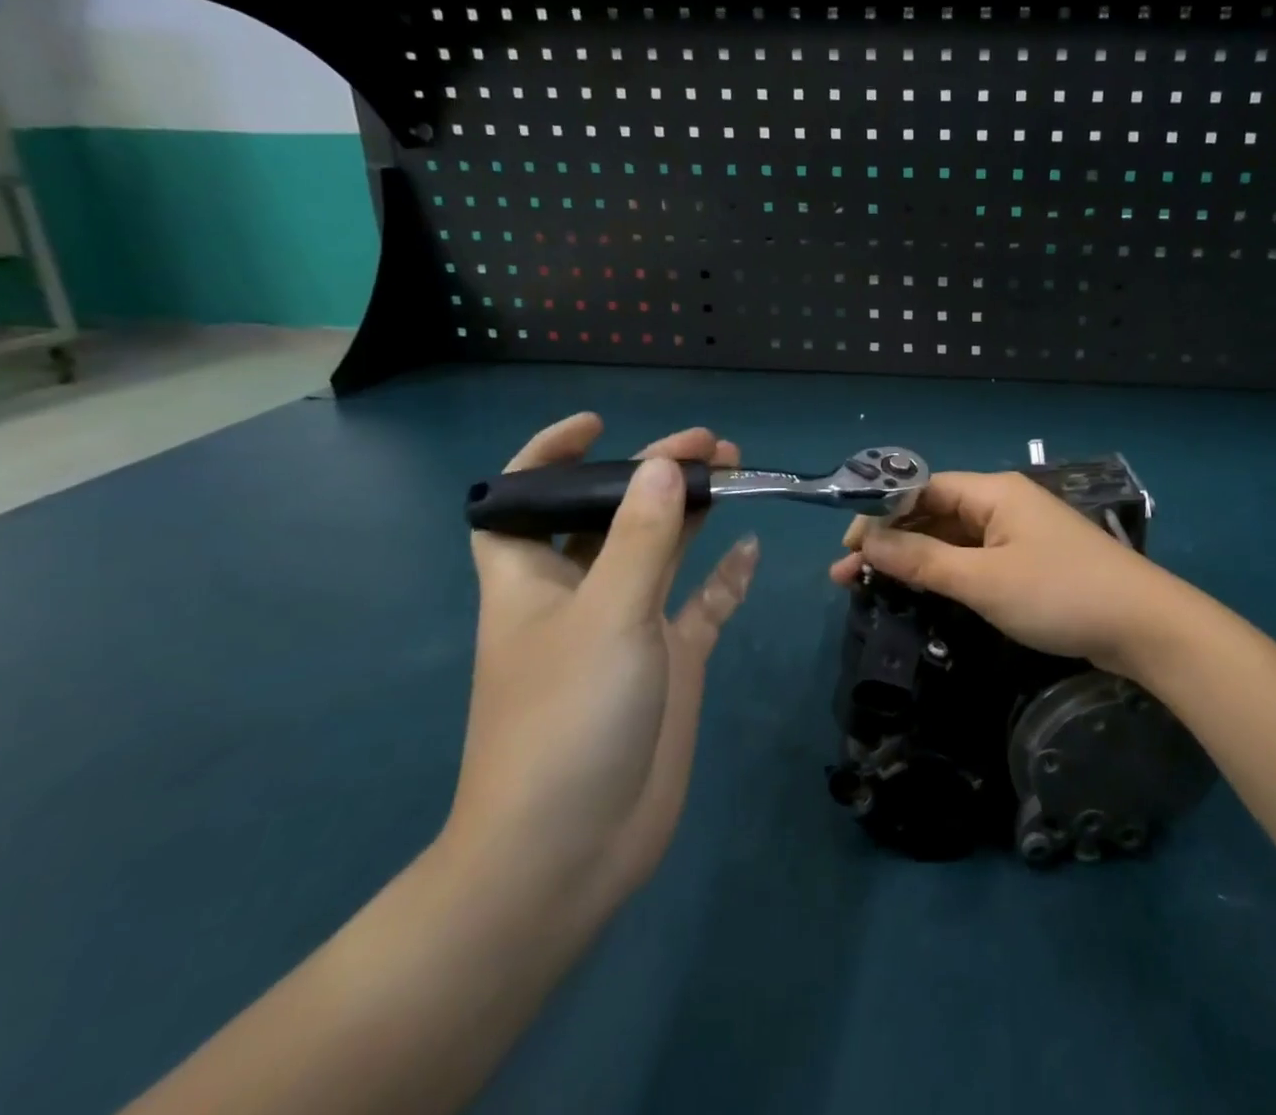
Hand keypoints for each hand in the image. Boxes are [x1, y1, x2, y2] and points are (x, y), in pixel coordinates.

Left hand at [446, 415, 757, 918]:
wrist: (571, 850)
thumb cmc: (567, 719)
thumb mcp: (606, 613)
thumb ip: (640, 536)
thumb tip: (661, 466)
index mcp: (535, 578)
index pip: (524, 498)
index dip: (551, 454)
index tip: (601, 425)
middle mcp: (580, 594)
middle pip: (613, 514)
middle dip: (653, 474)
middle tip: (709, 446)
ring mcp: (629, 628)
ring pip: (663, 551)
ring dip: (694, 513)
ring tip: (736, 473)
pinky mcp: (669, 661)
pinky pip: (702, 604)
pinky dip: (724, 577)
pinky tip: (751, 550)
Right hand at [828, 471, 1171, 673]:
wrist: (1143, 625)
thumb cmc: (1059, 593)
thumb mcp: (983, 581)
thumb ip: (923, 561)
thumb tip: (865, 542)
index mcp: (994, 492)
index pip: (925, 488)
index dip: (882, 512)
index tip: (848, 545)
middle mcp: (1003, 504)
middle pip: (935, 513)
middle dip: (891, 540)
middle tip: (848, 574)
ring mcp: (1018, 534)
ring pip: (954, 539)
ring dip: (915, 559)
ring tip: (871, 585)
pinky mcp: (1029, 562)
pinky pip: (975, 558)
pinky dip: (945, 572)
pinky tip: (921, 590)